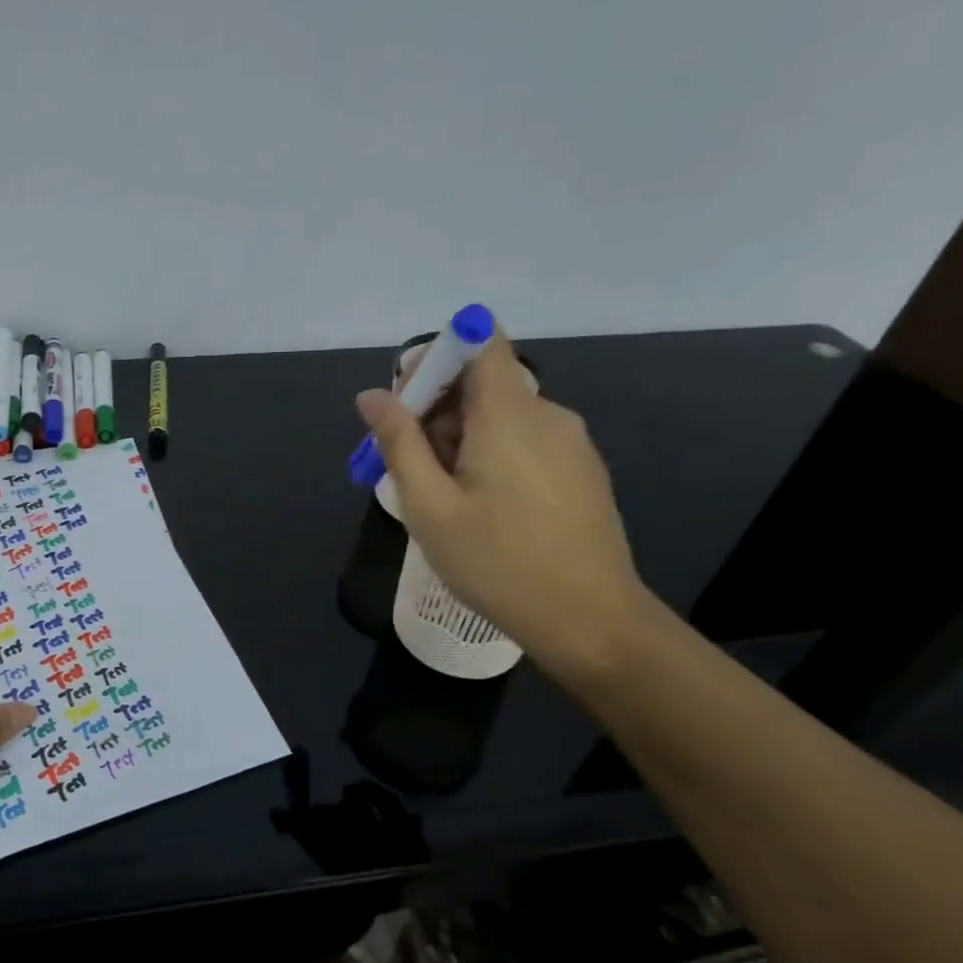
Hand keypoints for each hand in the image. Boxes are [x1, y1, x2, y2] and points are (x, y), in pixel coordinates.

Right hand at [358, 331, 651, 682]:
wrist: (590, 621)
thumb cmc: (498, 563)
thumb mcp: (429, 506)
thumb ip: (399, 443)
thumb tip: (372, 396)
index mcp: (509, 413)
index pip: (479, 341)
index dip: (437, 357)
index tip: (406, 402)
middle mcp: (548, 414)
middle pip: (484, 383)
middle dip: (438, 412)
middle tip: (411, 469)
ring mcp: (572, 443)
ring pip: (504, 417)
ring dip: (463, 440)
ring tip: (443, 499)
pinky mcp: (582, 471)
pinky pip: (527, 443)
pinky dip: (494, 456)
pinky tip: (483, 509)